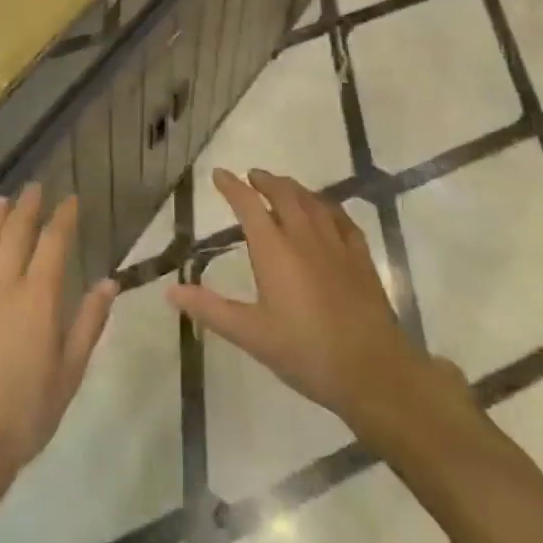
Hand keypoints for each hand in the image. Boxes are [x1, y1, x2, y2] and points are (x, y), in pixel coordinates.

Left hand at [0, 188, 115, 519]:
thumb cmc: (26, 411)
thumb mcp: (69, 372)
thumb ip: (89, 323)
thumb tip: (109, 282)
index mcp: (39, 297)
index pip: (53, 243)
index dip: (63, 218)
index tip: (70, 199)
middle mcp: (4, 285)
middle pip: (15, 234)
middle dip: (27, 207)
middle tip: (34, 187)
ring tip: (1, 201)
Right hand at [169, 169, 435, 432]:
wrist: (372, 369)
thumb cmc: (305, 352)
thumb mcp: (251, 335)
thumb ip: (210, 309)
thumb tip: (170, 291)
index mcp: (274, 249)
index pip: (248, 205)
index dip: (232, 186)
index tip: (219, 173)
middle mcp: (304, 236)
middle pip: (283, 194)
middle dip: (265, 180)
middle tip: (252, 176)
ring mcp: (336, 243)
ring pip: (312, 201)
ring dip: (293, 188)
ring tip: (283, 186)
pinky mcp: (360, 256)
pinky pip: (341, 218)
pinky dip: (326, 206)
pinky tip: (325, 211)